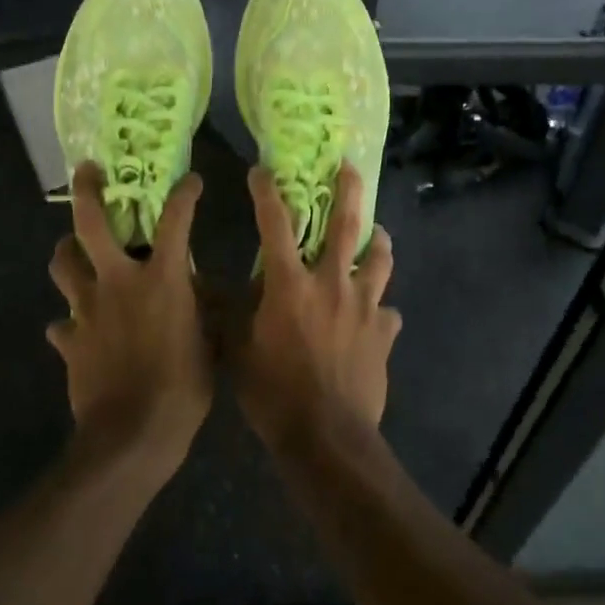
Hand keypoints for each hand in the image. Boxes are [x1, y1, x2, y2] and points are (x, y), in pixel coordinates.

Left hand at [47, 164, 210, 482]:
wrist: (131, 438)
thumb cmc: (183, 387)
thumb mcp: (210, 343)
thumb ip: (203, 309)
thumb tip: (200, 292)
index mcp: (162, 278)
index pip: (176, 220)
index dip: (185, 194)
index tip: (190, 181)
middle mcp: (119, 281)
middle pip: (91, 224)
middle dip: (87, 190)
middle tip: (88, 169)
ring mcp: (87, 309)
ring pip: (63, 264)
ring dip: (67, 251)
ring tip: (75, 248)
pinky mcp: (69, 340)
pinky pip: (61, 323)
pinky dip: (68, 321)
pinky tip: (76, 327)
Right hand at [238, 163, 399, 452]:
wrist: (326, 438)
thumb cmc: (273, 392)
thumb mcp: (237, 350)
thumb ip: (230, 313)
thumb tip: (216, 287)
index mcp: (291, 283)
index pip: (276, 223)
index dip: (267, 192)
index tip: (262, 171)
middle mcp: (332, 283)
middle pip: (345, 225)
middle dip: (348, 190)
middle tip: (350, 167)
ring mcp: (364, 306)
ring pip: (379, 260)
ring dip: (378, 241)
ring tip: (379, 232)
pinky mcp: (384, 333)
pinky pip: (388, 313)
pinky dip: (382, 309)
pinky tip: (379, 314)